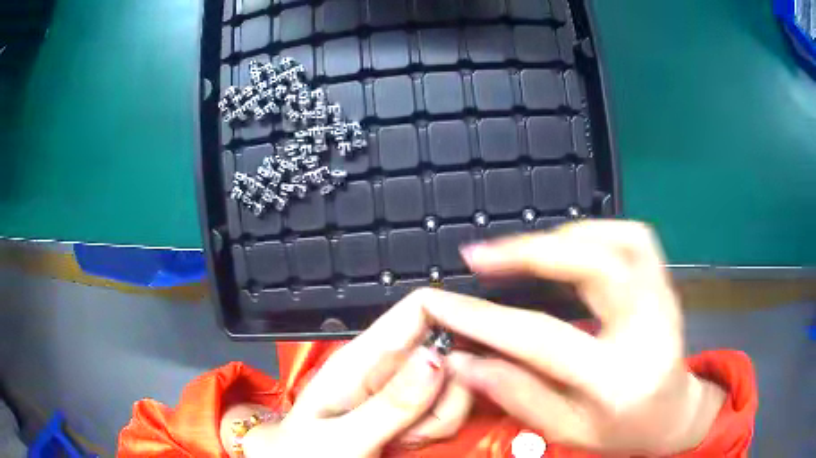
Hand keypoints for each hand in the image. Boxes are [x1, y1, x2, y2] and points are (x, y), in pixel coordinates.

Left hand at [232, 295, 471, 457]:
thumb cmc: (305, 453)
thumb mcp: (340, 435)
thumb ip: (389, 403)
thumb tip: (438, 357)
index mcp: (364, 356)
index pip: (419, 310)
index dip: (454, 317)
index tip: (476, 352)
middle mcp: (390, 367)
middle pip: (449, 351)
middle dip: (446, 392)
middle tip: (414, 423)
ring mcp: (405, 391)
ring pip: (455, 387)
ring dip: (438, 419)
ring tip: (401, 439)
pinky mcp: (416, 413)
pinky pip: (449, 413)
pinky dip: (436, 431)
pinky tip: (406, 443)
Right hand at [418, 220, 725, 455]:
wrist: (673, 414)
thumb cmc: (622, 432)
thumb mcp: (566, 431)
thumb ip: (517, 394)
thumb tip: (463, 359)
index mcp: (619, 380)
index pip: (543, 339)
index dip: (484, 318)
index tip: (441, 301)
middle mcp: (648, 330)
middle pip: (596, 266)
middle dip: (531, 252)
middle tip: (481, 256)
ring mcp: (664, 299)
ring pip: (620, 239)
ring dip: (564, 236)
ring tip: (521, 252)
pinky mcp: (666, 283)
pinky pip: (633, 237)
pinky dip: (595, 231)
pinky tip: (569, 246)